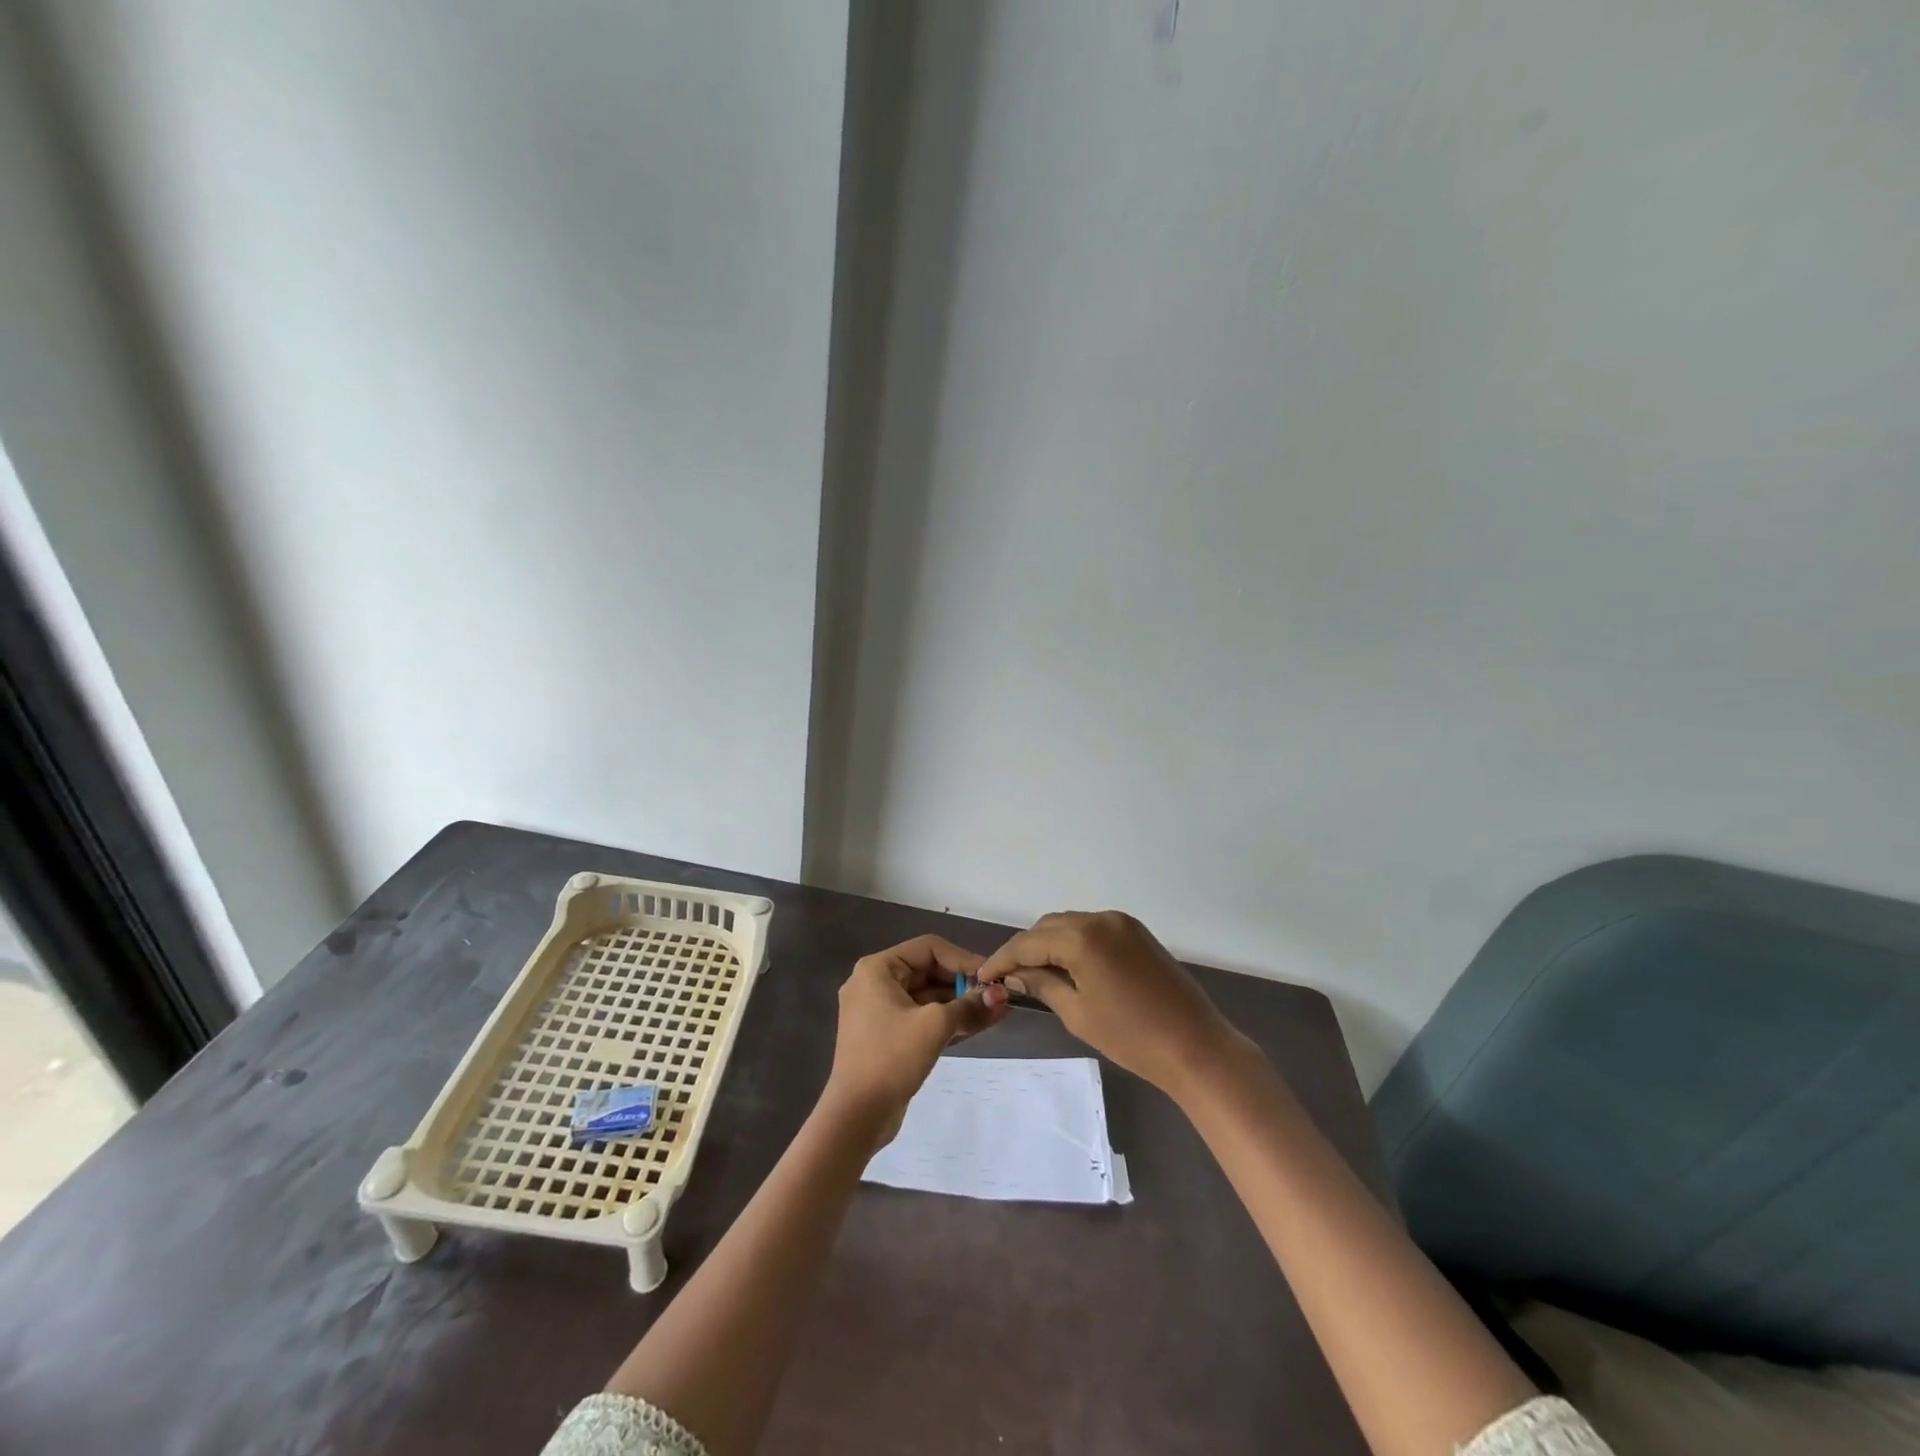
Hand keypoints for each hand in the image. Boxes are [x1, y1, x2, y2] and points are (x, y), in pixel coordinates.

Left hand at [823, 935, 1008, 1143]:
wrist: (856, 1116)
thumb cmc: (891, 1058)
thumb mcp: (935, 1026)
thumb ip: (969, 1006)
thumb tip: (1000, 996)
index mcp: (877, 969)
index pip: (928, 948)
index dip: (963, 959)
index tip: (991, 977)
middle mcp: (874, 983)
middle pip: (928, 971)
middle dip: (963, 984)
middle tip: (996, 997)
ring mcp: (878, 1011)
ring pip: (927, 997)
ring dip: (959, 1004)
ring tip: (995, 1012)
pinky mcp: (886, 1036)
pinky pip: (920, 1017)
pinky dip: (946, 1020)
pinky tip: (976, 1026)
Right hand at [975, 911, 1243, 1098]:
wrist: (1196, 1047)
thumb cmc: (1132, 1037)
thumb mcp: (1078, 1013)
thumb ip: (1043, 986)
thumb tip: (1017, 975)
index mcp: (1082, 937)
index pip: (1029, 942)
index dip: (1003, 959)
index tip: (983, 976)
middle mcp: (1100, 919)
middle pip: (1048, 927)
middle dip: (1025, 948)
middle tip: (1007, 976)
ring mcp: (1122, 923)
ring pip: (1071, 924)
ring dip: (1049, 943)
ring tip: (1034, 972)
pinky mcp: (1138, 932)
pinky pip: (1094, 929)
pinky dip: (1074, 942)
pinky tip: (1067, 965)